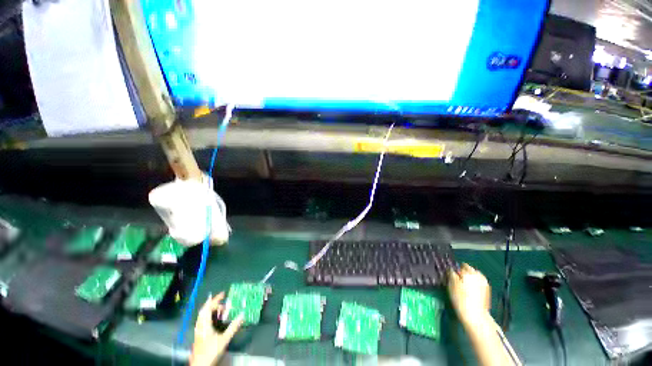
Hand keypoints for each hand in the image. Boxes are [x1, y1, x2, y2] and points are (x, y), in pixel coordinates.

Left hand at [190, 292, 243, 365]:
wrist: (200, 365)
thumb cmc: (211, 351)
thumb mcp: (224, 339)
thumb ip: (233, 327)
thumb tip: (242, 315)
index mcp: (204, 324)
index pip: (208, 307)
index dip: (215, 300)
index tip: (223, 294)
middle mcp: (200, 325)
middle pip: (204, 310)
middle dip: (214, 304)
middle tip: (223, 302)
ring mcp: (198, 330)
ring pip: (203, 316)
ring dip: (212, 310)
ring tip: (221, 310)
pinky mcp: (199, 335)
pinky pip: (203, 321)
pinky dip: (210, 317)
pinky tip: (215, 320)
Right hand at [448, 264, 491, 325]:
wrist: (475, 316)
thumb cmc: (461, 298)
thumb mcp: (451, 283)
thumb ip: (451, 273)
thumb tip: (452, 269)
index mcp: (470, 272)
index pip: (462, 265)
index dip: (456, 270)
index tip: (452, 276)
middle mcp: (479, 275)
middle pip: (469, 270)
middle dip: (464, 274)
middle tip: (457, 283)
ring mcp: (485, 284)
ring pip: (474, 278)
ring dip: (469, 280)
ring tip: (463, 289)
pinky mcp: (487, 292)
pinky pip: (478, 284)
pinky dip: (474, 286)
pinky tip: (470, 293)